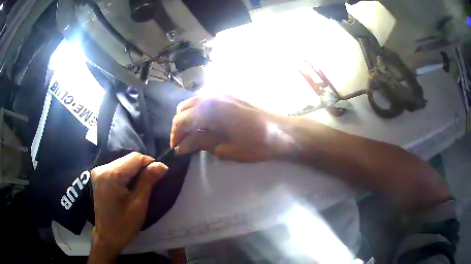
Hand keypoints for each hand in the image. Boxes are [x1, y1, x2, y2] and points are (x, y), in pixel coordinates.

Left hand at [88, 152, 167, 262]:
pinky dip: (127, 174)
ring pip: (123, 163)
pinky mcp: (99, 176)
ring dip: (135, 171)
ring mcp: (98, 171)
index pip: (135, 158)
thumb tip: (162, 165)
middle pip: (128, 159)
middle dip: (142, 168)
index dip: (150, 163)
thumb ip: (148, 181)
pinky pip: (117, 168)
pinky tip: (131, 186)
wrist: (107, 237)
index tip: (160, 175)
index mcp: (111, 175)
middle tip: (152, 182)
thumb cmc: (124, 225)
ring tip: (143, 185)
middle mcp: (102, 168)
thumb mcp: (139, 204)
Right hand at [171, 95, 290, 161]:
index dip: (175, 135)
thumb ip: (200, 143)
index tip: (176, 148)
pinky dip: (200, 110)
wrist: (282, 131)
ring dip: (189, 116)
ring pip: (193, 101)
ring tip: (195, 133)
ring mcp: (221, 91)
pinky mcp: (229, 93)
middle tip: (185, 142)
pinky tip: (207, 123)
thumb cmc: (257, 144)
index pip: (181, 120)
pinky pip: (205, 99)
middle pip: (183, 108)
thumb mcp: (226, 148)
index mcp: (210, 109)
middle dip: (180, 125)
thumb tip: (180, 147)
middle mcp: (212, 95)